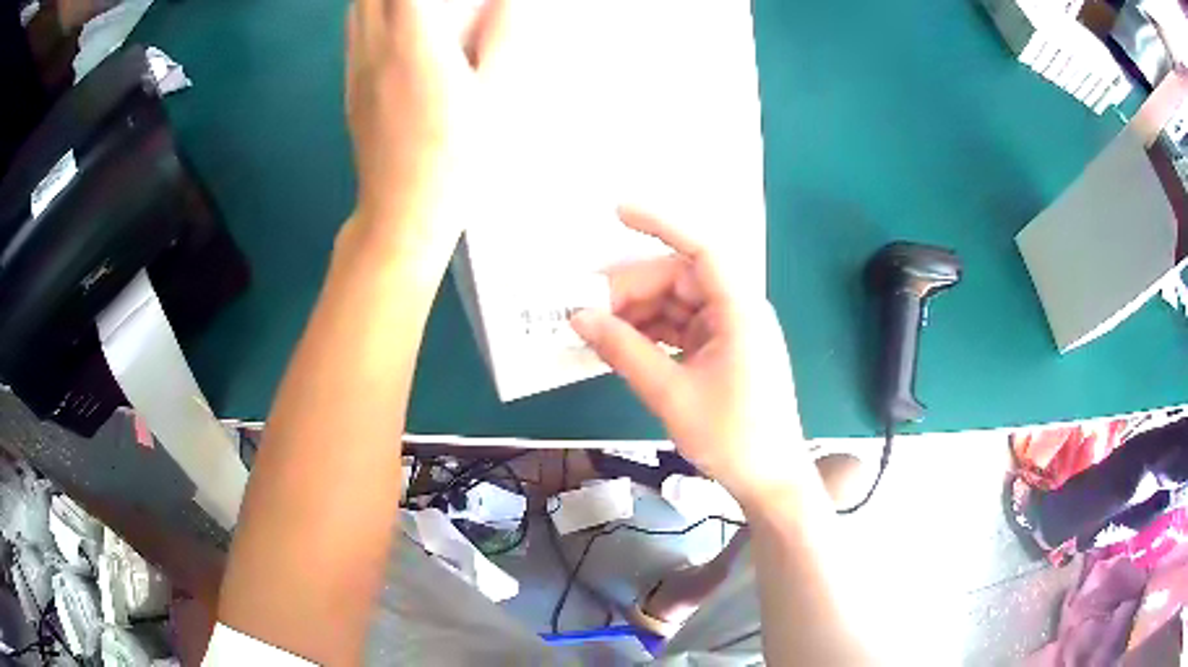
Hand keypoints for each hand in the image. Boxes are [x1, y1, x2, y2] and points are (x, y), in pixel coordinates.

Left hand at [345, 0, 507, 250]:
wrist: (402, 212)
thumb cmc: (456, 158)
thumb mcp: (494, 97)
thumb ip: (502, 36)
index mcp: (414, 43)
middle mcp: (375, 47)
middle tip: (437, 2)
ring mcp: (356, 67)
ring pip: (356, 7)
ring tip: (415, 7)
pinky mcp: (349, 85)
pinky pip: (353, 30)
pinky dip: (371, 10)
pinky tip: (396, 20)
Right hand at [571, 207, 809, 505]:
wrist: (769, 480)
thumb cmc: (731, 437)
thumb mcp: (671, 394)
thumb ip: (624, 351)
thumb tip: (579, 318)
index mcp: (739, 310)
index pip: (701, 250)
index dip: (661, 224)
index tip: (618, 212)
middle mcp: (737, 311)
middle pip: (680, 280)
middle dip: (632, 289)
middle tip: (586, 307)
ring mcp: (731, 331)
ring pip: (677, 305)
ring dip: (637, 313)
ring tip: (595, 329)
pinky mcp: (723, 352)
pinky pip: (681, 329)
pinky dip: (651, 334)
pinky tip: (621, 343)